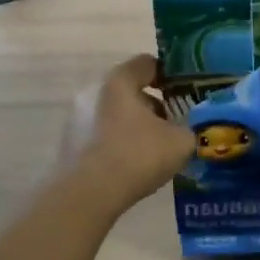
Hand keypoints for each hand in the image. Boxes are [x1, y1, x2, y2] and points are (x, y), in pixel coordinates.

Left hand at [61, 55, 194, 209]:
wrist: (87, 195)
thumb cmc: (137, 155)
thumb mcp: (180, 141)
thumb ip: (190, 128)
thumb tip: (190, 130)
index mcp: (119, 81)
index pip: (147, 63)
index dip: (170, 75)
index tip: (185, 92)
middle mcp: (93, 91)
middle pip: (130, 90)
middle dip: (154, 105)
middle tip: (174, 124)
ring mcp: (76, 118)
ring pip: (115, 114)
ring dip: (135, 125)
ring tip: (155, 149)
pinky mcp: (69, 144)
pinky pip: (101, 135)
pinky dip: (119, 143)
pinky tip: (133, 165)